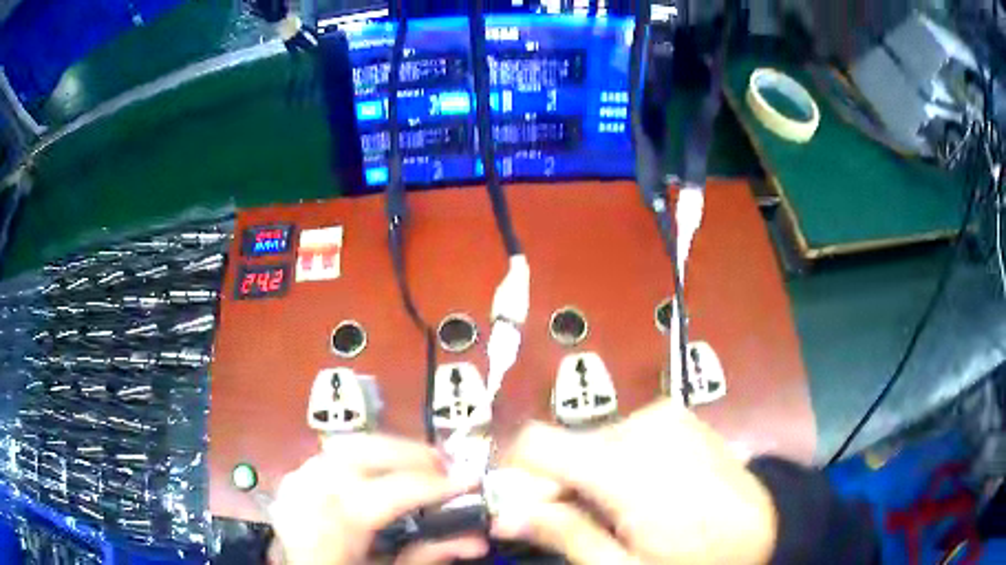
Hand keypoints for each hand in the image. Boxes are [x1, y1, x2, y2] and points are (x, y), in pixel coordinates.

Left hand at [269, 434, 488, 564]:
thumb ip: (426, 556)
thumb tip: (476, 540)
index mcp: (330, 530)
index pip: (386, 493)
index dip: (433, 485)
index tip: (471, 481)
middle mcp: (305, 497)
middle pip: (358, 453)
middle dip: (408, 453)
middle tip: (445, 464)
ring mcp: (294, 485)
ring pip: (343, 447)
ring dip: (386, 450)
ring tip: (419, 464)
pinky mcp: (292, 482)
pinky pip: (329, 456)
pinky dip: (361, 457)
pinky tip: (379, 470)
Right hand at [492, 400, 777, 564]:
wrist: (766, 528)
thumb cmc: (696, 559)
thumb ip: (562, 535)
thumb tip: (504, 513)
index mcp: (624, 465)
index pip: (534, 443)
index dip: (516, 475)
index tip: (525, 510)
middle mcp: (640, 424)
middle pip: (564, 444)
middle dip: (557, 484)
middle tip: (580, 523)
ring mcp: (664, 414)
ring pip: (592, 440)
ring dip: (589, 475)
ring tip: (618, 511)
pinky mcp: (677, 415)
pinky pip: (623, 434)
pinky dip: (617, 461)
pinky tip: (644, 491)